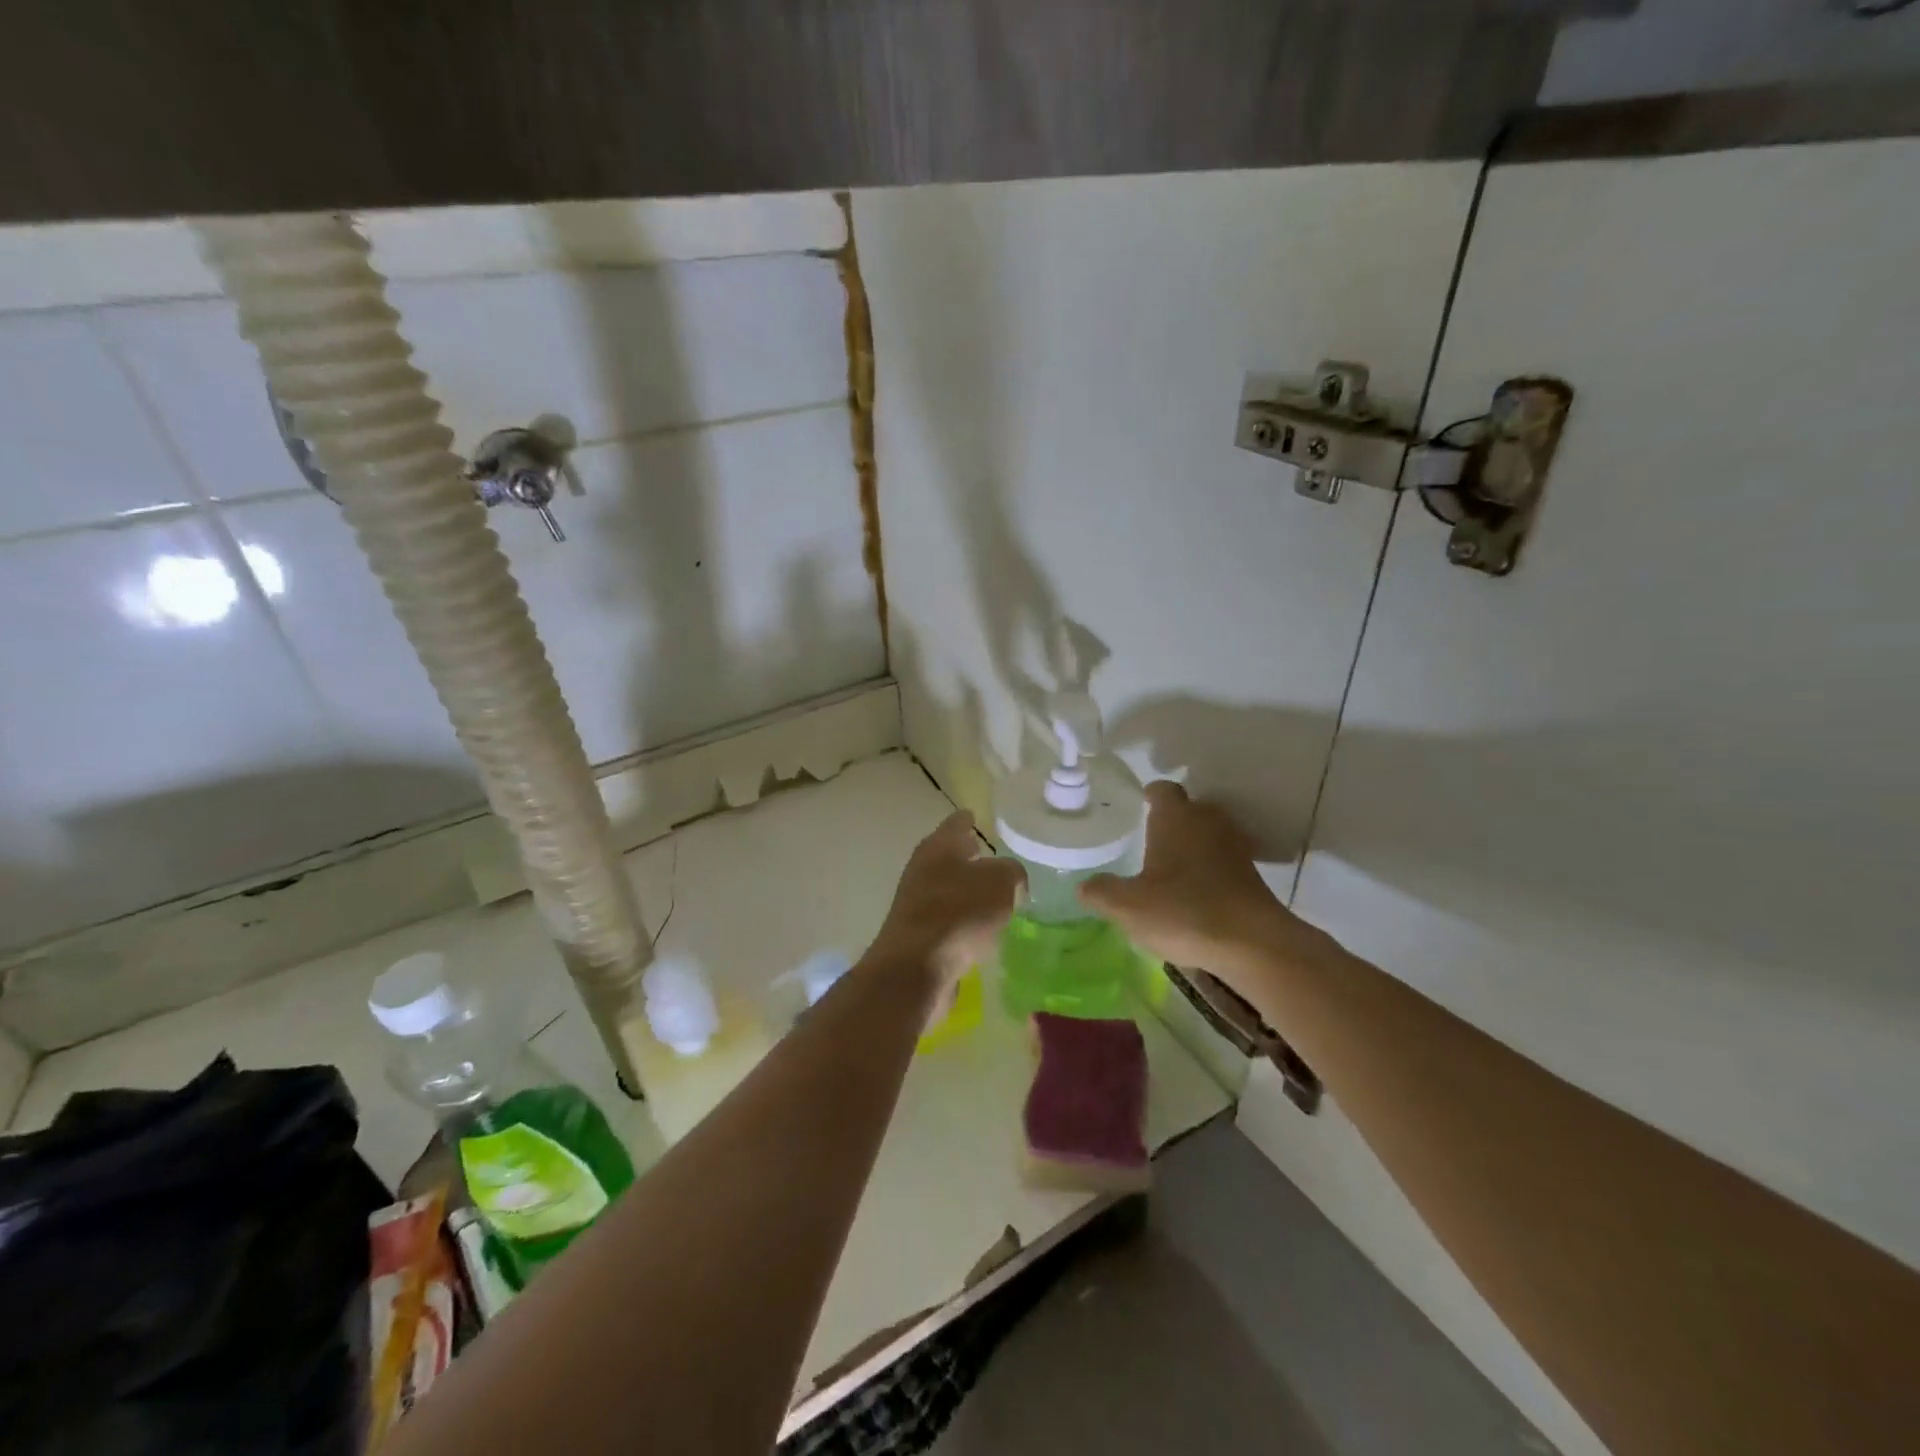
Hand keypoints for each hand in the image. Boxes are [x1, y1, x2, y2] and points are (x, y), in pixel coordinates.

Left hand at [868, 812, 1024, 1000]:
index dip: (968, 819)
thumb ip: (1012, 873)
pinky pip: (947, 920)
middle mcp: (922, 869)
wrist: (917, 968)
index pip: (957, 823)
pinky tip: (981, 931)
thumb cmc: (960, 912)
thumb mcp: (1001, 882)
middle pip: (948, 856)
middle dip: (969, 858)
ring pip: (948, 889)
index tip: (976, 816)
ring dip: (967, 892)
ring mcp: (916, 904)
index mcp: (939, 846)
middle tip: (994, 859)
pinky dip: (963, 921)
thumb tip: (1012, 881)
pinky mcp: (918, 936)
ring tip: (994, 897)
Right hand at [1080, 782, 1327, 993]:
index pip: (1163, 790)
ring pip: (1208, 834)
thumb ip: (1102, 892)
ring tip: (1168, 866)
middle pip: (1189, 808)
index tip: (1138, 804)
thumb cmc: (1184, 912)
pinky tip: (1193, 891)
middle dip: (1171, 820)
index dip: (1150, 794)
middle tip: (1147, 838)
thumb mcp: (1128, 907)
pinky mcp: (1251, 875)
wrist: (1253, 944)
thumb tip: (1083, 886)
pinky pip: (1223, 860)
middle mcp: (1208, 822)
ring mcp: (1234, 847)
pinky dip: (1208, 868)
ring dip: (1191, 845)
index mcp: (1176, 818)